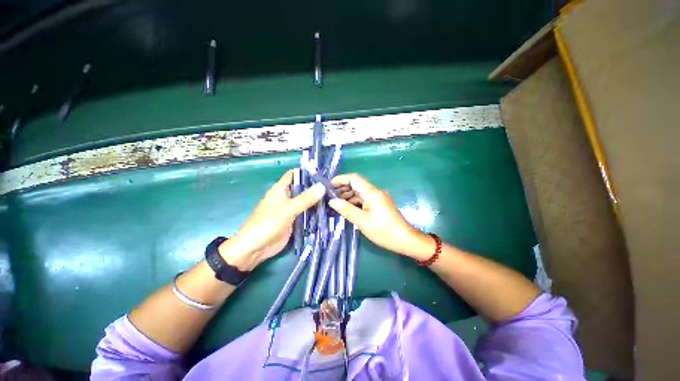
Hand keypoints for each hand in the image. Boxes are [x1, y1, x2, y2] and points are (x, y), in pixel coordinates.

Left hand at [218, 170, 324, 270]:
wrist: (255, 248)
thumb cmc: (267, 223)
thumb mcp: (288, 209)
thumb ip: (305, 198)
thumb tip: (323, 186)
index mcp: (280, 189)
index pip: (295, 175)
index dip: (307, 172)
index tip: (324, 172)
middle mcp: (286, 197)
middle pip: (303, 188)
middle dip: (316, 187)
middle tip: (334, 187)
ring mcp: (291, 209)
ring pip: (306, 201)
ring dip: (317, 200)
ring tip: (335, 197)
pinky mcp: (294, 221)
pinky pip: (306, 213)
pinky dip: (315, 212)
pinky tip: (328, 211)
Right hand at [328, 173, 433, 260]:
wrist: (405, 240)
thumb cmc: (384, 231)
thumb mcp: (362, 221)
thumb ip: (346, 210)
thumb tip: (332, 201)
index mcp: (372, 193)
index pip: (354, 178)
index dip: (340, 179)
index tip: (328, 185)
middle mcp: (375, 192)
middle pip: (356, 184)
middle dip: (342, 188)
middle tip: (329, 196)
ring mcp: (378, 198)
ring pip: (359, 192)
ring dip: (347, 195)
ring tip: (334, 203)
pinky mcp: (379, 205)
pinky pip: (364, 199)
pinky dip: (354, 202)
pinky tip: (346, 208)